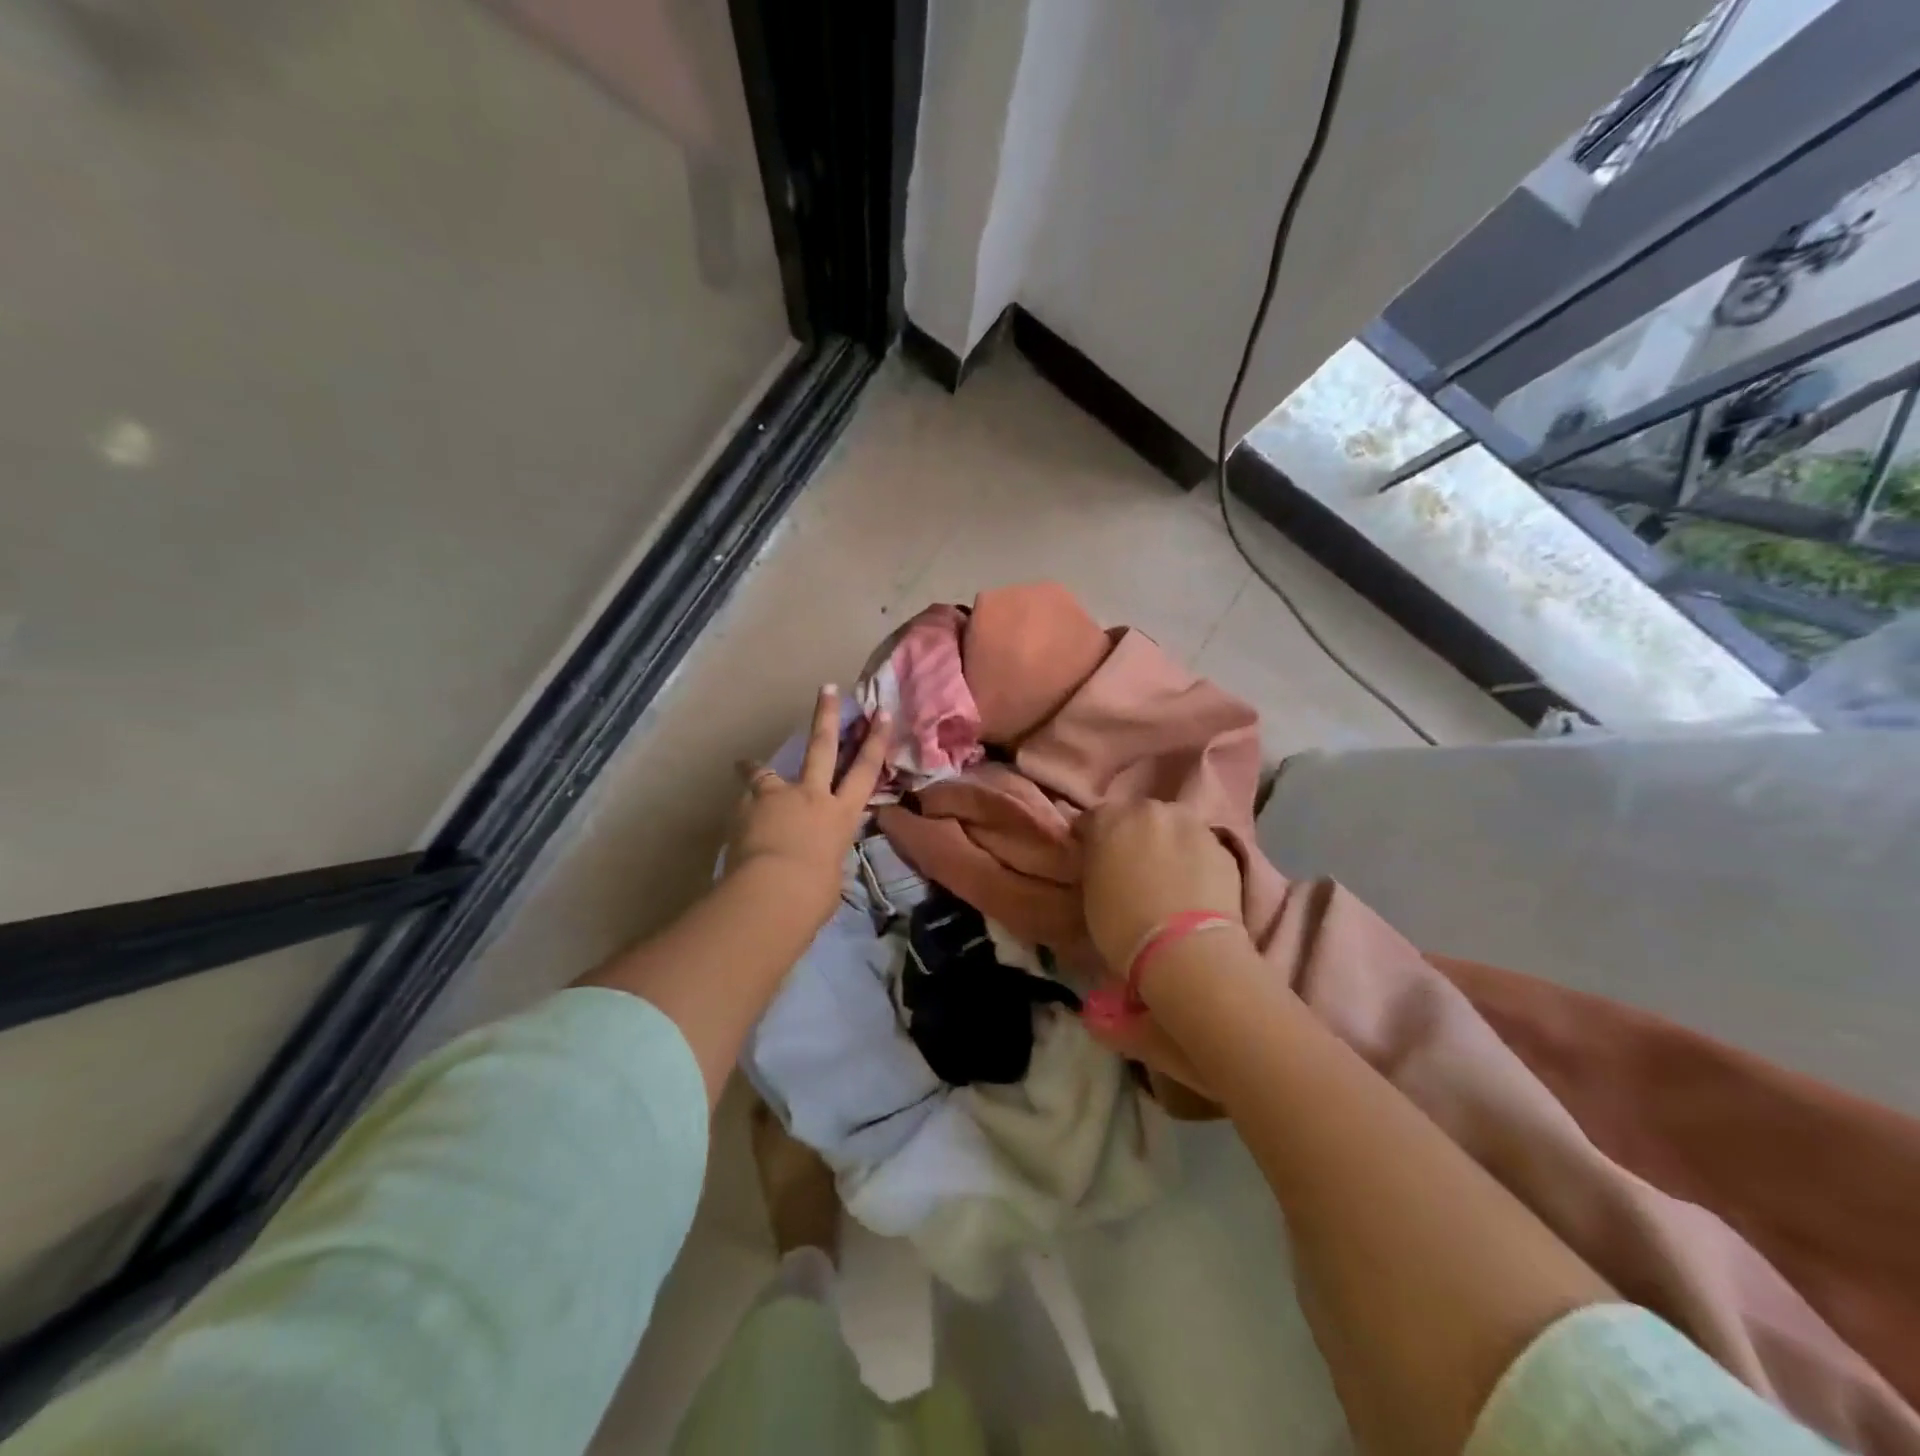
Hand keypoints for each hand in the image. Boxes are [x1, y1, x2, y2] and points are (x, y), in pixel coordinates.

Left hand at [727, 686, 890, 929]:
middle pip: (822, 748)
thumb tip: (818, 862)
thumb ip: (827, 861)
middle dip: (827, 716)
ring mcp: (779, 797)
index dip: (876, 741)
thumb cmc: (814, 893)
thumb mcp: (832, 878)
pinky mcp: (748, 807)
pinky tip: (733, 817)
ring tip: (745, 763)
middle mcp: (813, 796)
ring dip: (758, 766)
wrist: (773, 891)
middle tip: (828, 688)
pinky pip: (744, 801)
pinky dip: (739, 808)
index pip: (865, 772)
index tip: (883, 713)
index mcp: (842, 816)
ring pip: (770, 771)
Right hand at [1077, 800, 1242, 972]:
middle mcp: (1149, 810)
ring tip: (1168, 879)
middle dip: (1133, 836)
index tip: (1094, 860)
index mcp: (1109, 818)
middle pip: (1137, 816)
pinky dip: (1194, 861)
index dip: (1092, 840)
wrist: (1186, 950)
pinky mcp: (1222, 847)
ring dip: (1167, 844)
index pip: (1092, 819)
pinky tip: (1193, 889)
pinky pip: (1200, 849)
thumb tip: (1102, 861)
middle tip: (1133, 868)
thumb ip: (1095, 865)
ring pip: (1173, 828)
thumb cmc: (1122, 926)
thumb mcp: (1090, 894)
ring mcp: (1191, 824)